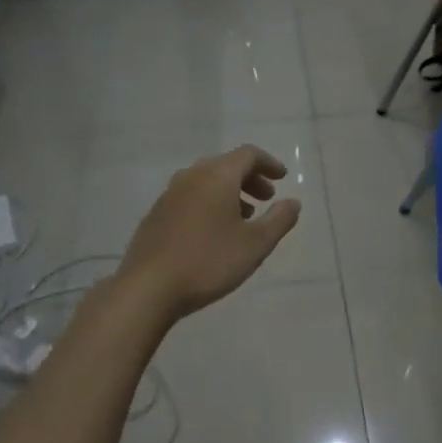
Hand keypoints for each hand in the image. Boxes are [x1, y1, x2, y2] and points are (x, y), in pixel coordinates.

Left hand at [117, 145, 301, 321]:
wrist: (148, 287)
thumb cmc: (209, 262)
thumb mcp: (256, 244)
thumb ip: (279, 219)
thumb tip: (292, 202)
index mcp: (217, 176)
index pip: (248, 155)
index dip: (268, 163)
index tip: (282, 178)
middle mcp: (191, 177)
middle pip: (226, 165)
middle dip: (250, 178)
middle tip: (266, 199)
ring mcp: (169, 195)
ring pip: (206, 181)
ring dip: (229, 192)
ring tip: (243, 218)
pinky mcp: (156, 215)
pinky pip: (190, 197)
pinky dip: (209, 203)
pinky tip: (213, 232)